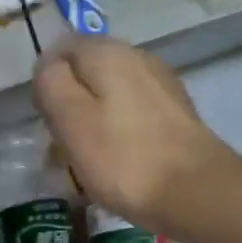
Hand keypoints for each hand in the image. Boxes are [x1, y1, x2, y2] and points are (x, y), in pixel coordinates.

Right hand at [33, 37, 237, 228]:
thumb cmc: (123, 159)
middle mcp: (137, 57)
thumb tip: (49, 68)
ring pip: (109, 96)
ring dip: (92, 124)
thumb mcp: (71, 120)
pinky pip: (132, 116)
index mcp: (107, 53)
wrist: (195, 192)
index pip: (61, 51)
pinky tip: (118, 164)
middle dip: (69, 106)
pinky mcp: (175, 113)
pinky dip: (118, 134)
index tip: (47, 122)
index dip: (46, 85)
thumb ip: (52, 85)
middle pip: (87, 74)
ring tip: (89, 164)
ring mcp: (160, 84)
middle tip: (64, 149)